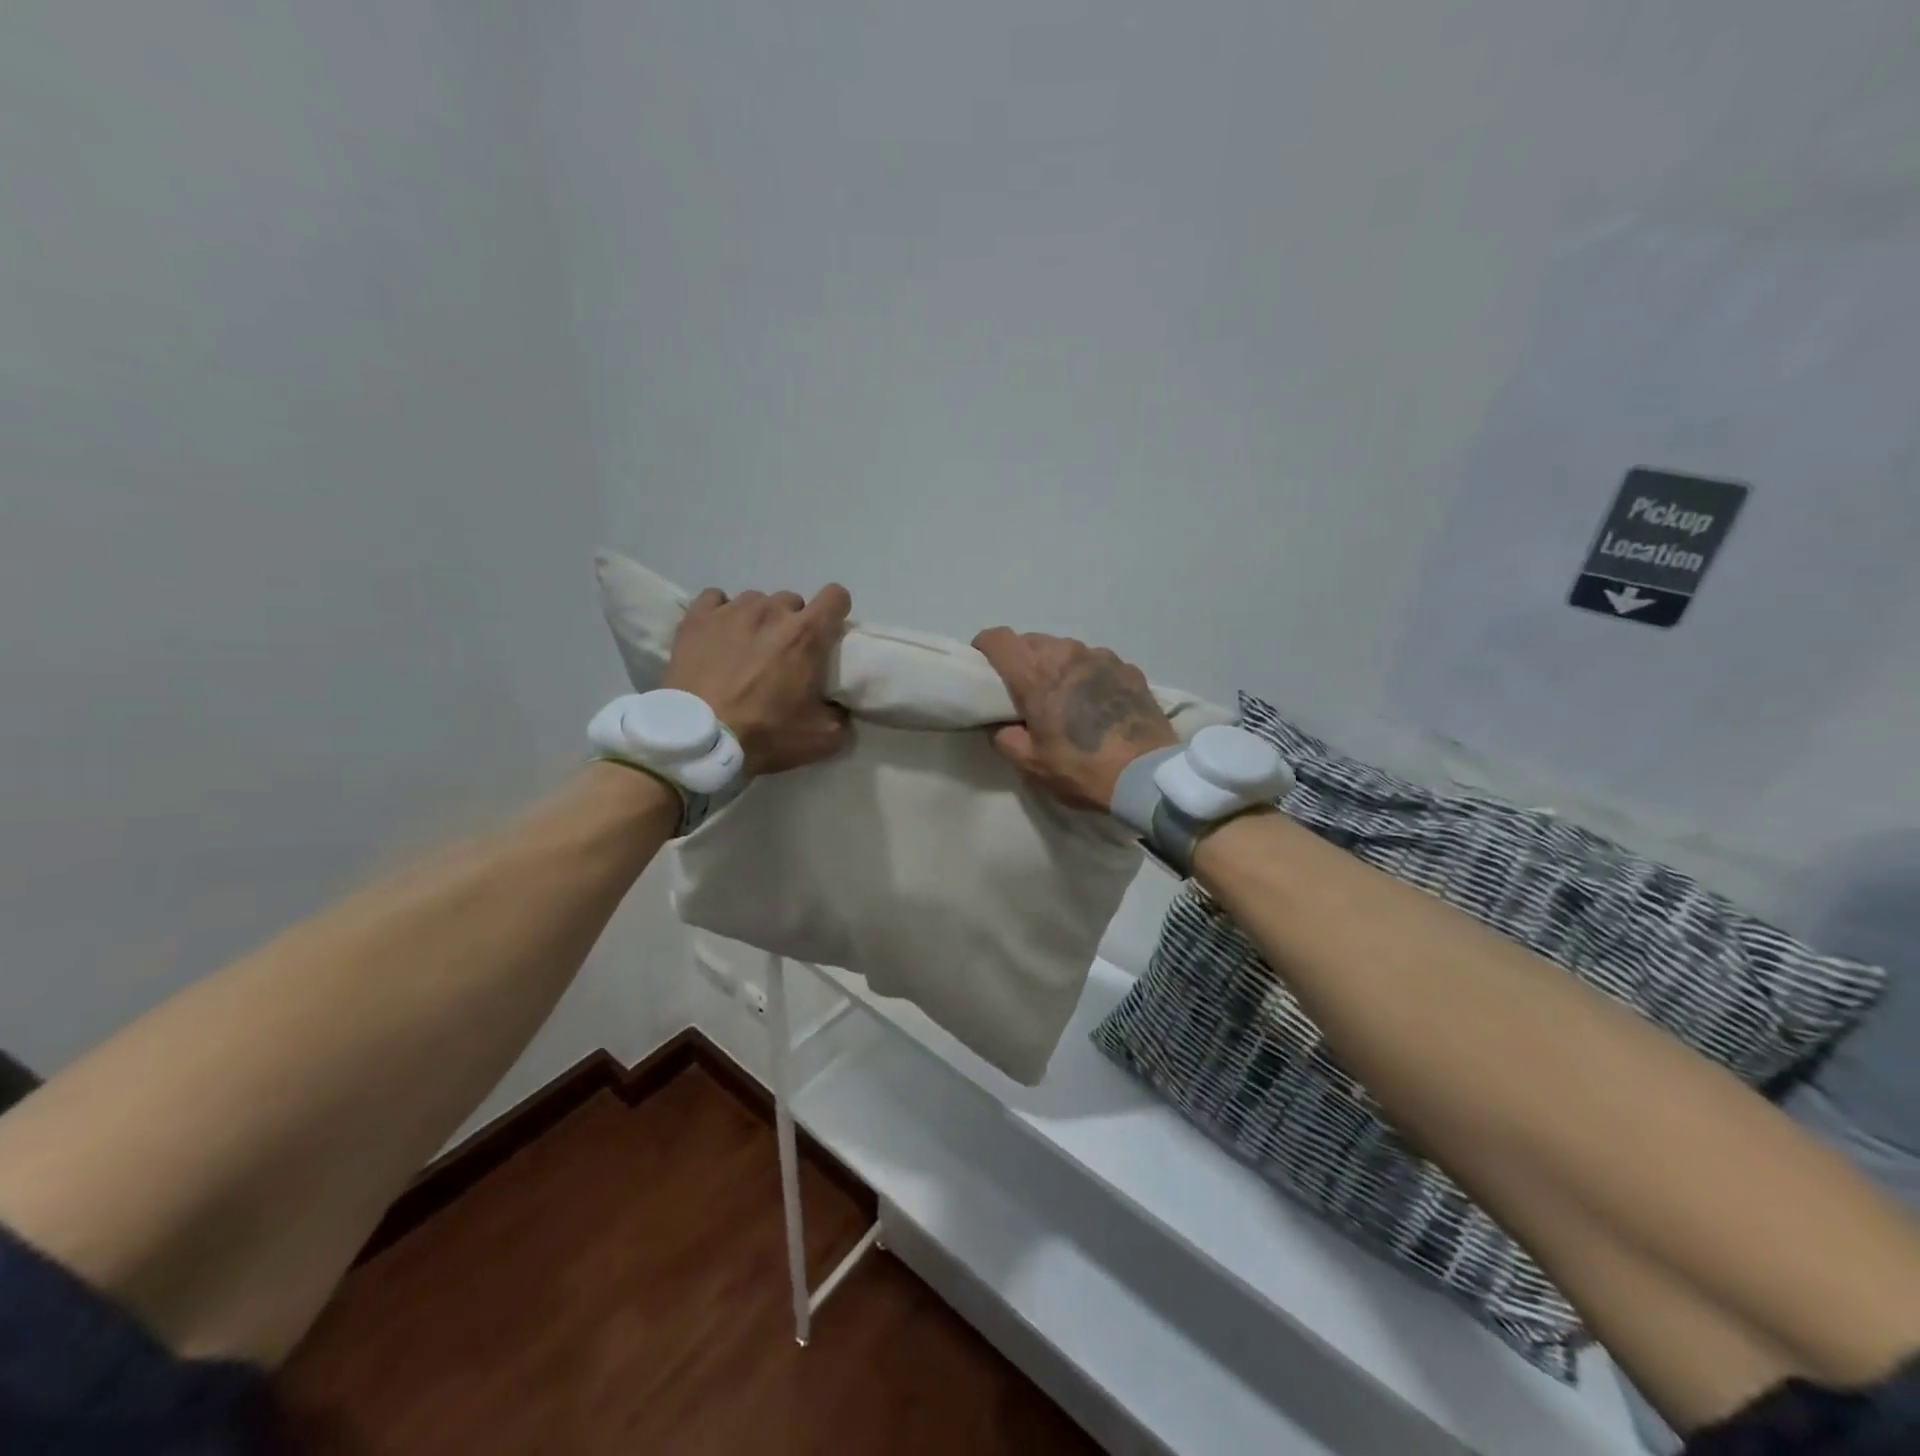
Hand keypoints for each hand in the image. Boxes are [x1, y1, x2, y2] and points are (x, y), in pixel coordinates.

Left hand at [663, 585, 852, 774]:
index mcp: (807, 635)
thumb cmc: (764, 734)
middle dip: (794, 623)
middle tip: (785, 654)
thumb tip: (841, 708)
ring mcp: (731, 610)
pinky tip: (718, 633)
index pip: (836, 596)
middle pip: (794, 602)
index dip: (836, 611)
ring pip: (756, 600)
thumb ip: (841, 718)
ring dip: (760, 619)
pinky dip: (722, 612)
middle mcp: (772, 611)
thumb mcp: (821, 739)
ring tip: (748, 647)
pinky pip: (716, 598)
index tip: (829, 633)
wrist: (699, 738)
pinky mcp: (697, 618)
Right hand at [971, 628, 1178, 809]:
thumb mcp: (1031, 764)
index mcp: (1036, 673)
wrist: (1146, 776)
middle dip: (1021, 659)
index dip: (985, 647)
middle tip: (1023, 689)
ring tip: (1063, 695)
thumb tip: (1001, 725)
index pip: (999, 638)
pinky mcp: (1129, 668)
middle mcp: (1067, 653)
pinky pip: (1097, 662)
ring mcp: (1102, 657)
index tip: (983, 665)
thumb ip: (1005, 738)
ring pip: (1066, 648)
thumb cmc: (1081, 769)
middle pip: (1032, 640)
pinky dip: (1088, 674)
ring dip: (1057, 665)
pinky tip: (1096, 702)